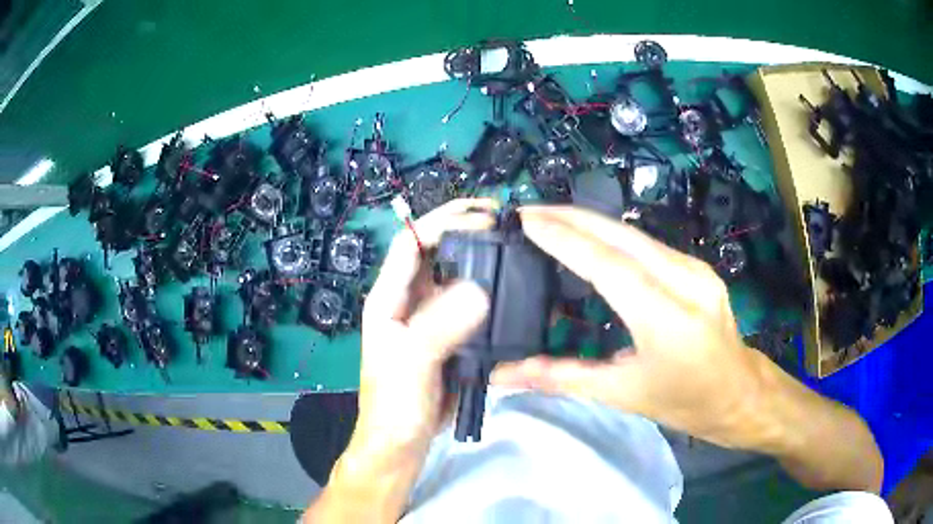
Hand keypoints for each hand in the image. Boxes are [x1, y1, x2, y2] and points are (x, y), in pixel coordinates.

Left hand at [353, 198, 494, 455]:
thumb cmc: (395, 404)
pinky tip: (512, 288)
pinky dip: (490, 292)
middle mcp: (409, 300)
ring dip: (482, 260)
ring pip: (457, 277)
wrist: (402, 442)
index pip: (411, 243)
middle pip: (436, 253)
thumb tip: (480, 291)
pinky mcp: (451, 337)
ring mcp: (431, 318)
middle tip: (505, 221)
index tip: (483, 215)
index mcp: (389, 298)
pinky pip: (471, 305)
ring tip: (514, 247)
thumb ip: (440, 326)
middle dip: (466, 231)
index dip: (443, 221)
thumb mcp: (412, 362)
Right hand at [492, 206, 762, 448]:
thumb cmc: (685, 402)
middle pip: (621, 236)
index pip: (608, 265)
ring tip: (551, 221)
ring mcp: (696, 270)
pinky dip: (614, 238)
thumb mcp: (623, 394)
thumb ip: (563, 378)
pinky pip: (649, 246)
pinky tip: (593, 240)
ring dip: (591, 223)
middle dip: (571, 216)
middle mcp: (685, 281)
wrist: (740, 394)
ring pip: (635, 235)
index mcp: (666, 319)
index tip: (526, 219)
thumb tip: (507, 375)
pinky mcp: (699, 268)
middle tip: (528, 210)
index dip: (564, 239)